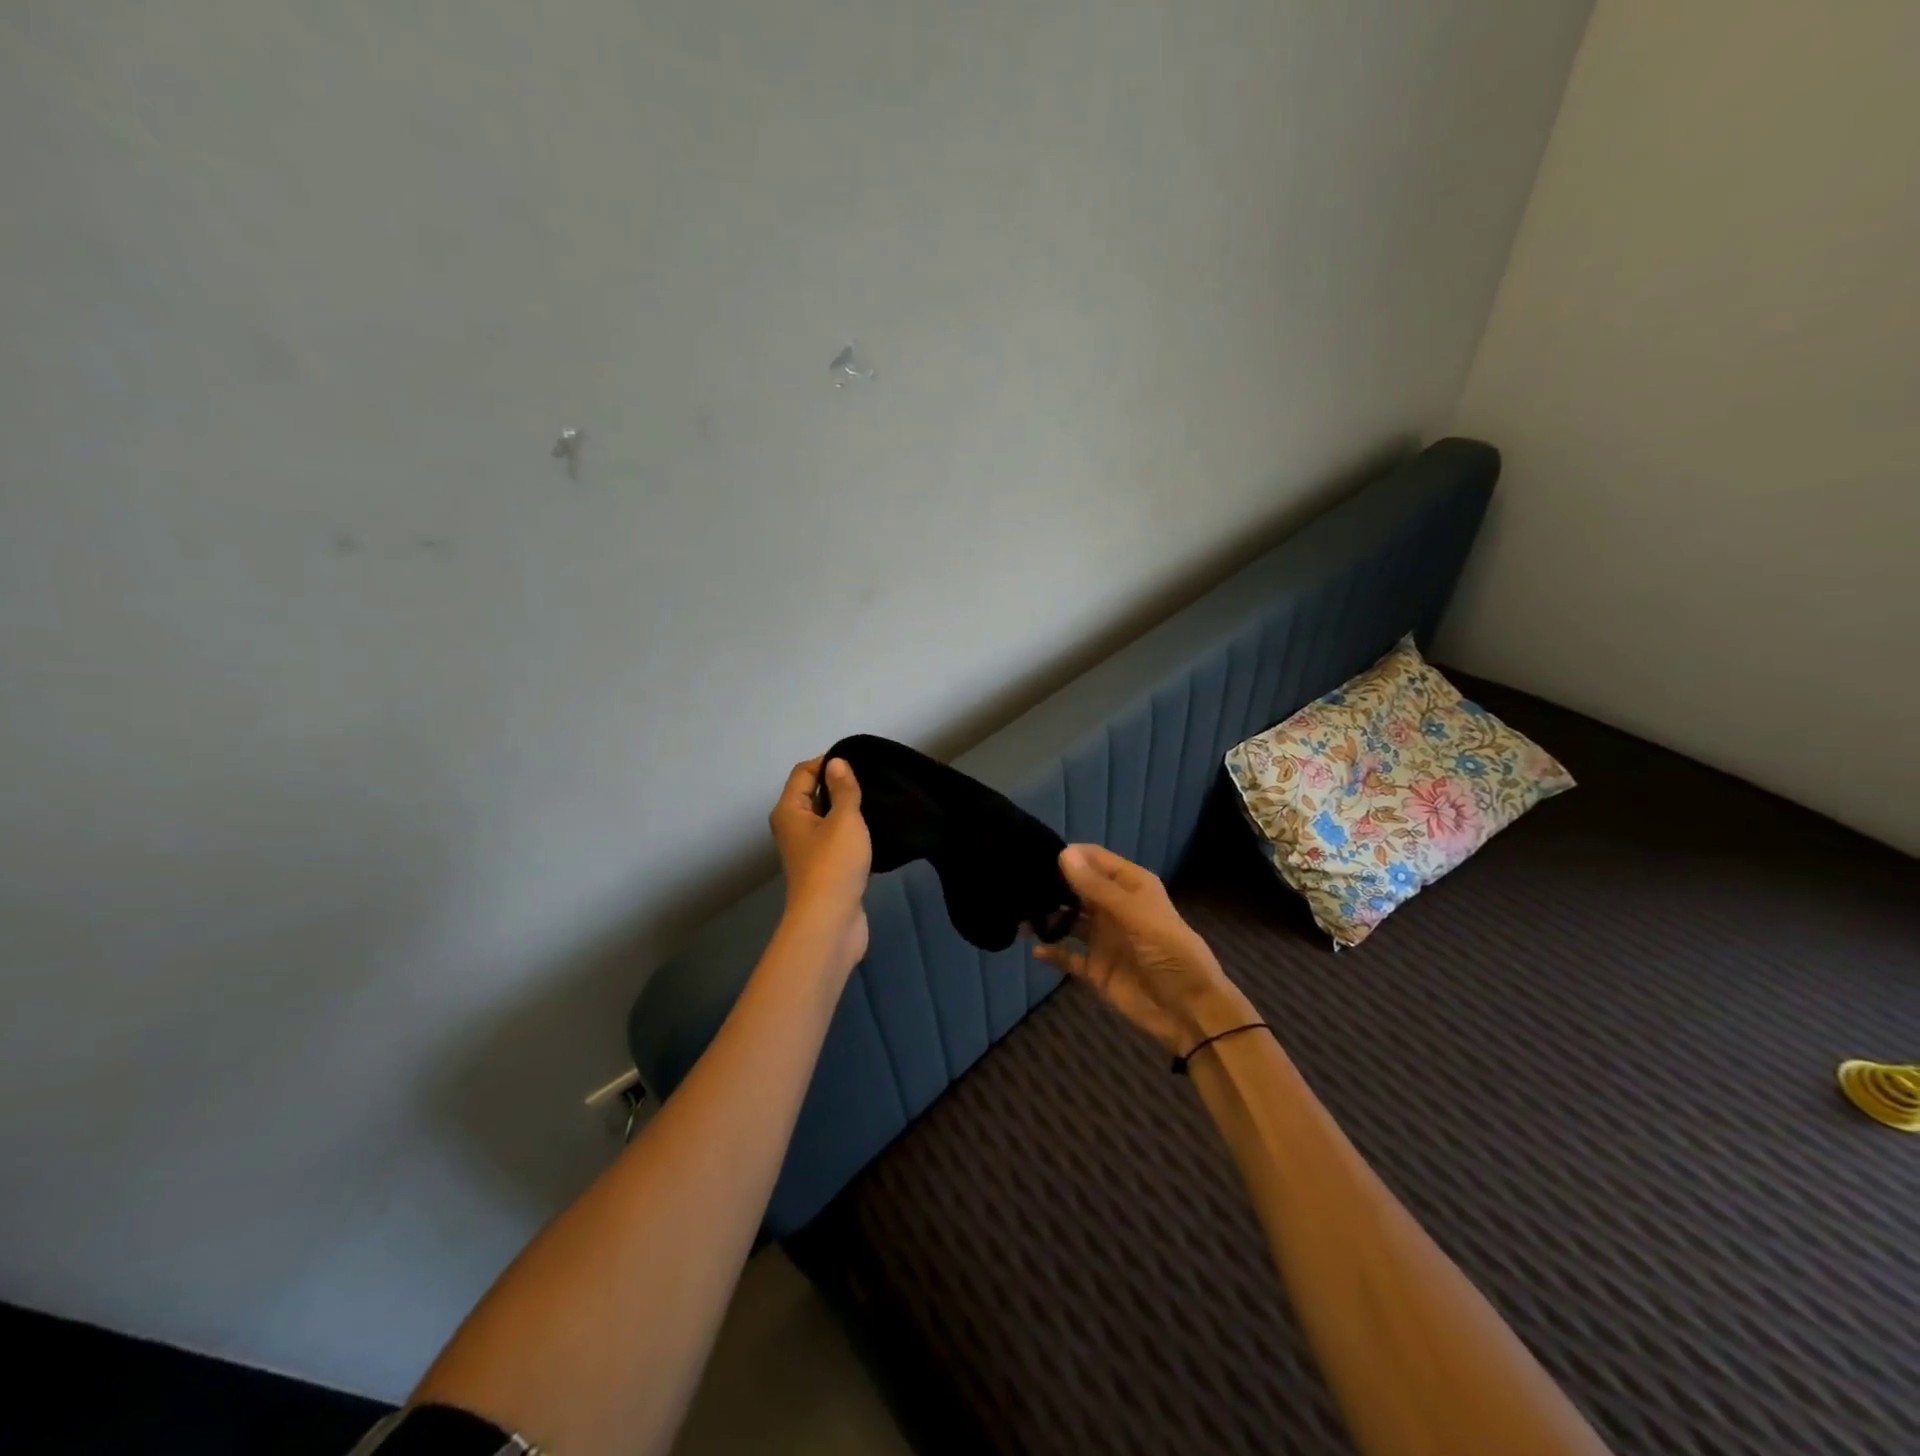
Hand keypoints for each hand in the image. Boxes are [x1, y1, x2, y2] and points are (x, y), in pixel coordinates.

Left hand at [770, 756, 871, 970]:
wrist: (830, 922)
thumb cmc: (834, 865)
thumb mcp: (844, 820)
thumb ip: (843, 789)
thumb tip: (837, 763)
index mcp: (790, 811)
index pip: (804, 772)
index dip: (828, 762)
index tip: (860, 762)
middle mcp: (793, 828)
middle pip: (813, 794)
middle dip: (840, 785)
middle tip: (873, 780)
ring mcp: (808, 851)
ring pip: (827, 819)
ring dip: (848, 811)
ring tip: (877, 803)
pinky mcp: (825, 869)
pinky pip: (837, 840)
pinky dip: (852, 834)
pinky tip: (875, 832)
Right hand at [1035, 843, 1257, 1058]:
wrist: (1190, 1012)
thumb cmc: (1170, 953)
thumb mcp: (1135, 915)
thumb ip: (1097, 888)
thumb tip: (1062, 853)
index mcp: (1130, 886)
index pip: (1094, 859)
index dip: (1069, 855)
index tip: (1036, 855)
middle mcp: (1113, 907)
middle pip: (1076, 888)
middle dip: (1051, 884)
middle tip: (1018, 884)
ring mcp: (1103, 938)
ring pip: (1068, 920)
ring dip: (1047, 917)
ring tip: (1020, 915)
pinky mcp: (1095, 969)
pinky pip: (1067, 956)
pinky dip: (1051, 952)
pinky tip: (1034, 949)